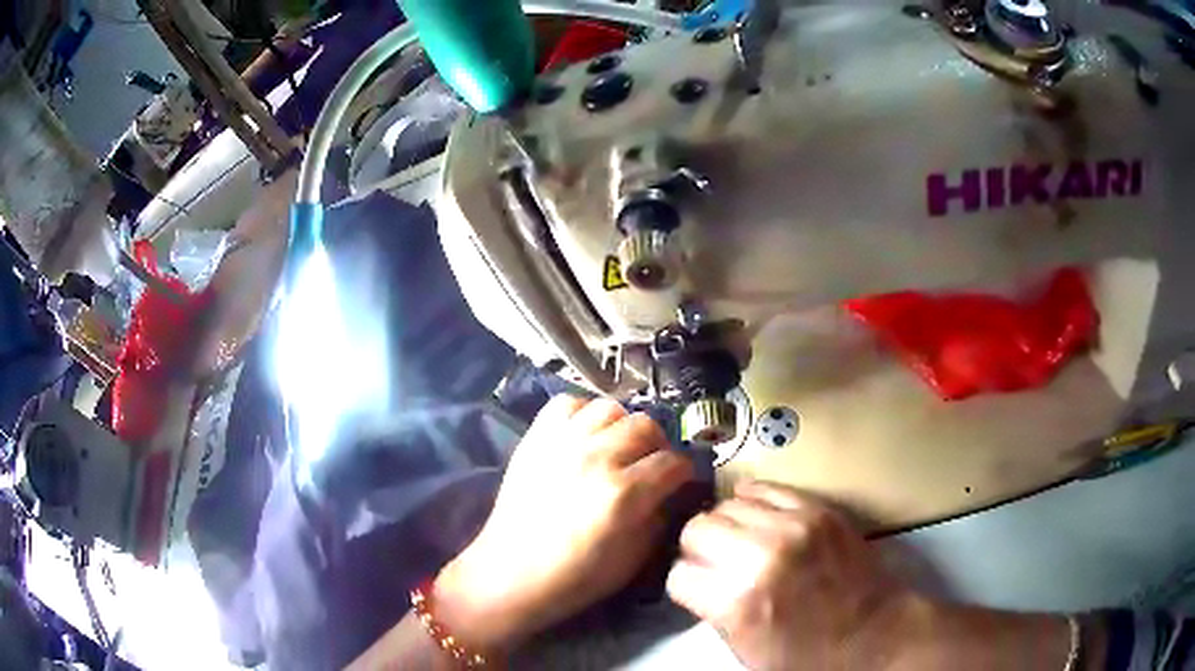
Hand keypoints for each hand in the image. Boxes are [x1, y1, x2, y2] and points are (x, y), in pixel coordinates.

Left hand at [433, 395, 694, 652]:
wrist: (511, 574)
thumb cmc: (575, 577)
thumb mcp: (633, 560)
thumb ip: (658, 520)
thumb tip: (668, 494)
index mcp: (623, 493)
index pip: (673, 463)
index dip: (684, 473)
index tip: (681, 482)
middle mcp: (596, 458)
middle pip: (645, 426)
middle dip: (658, 446)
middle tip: (651, 465)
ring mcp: (562, 443)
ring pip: (610, 408)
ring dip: (622, 427)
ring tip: (617, 448)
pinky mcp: (535, 439)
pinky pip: (567, 404)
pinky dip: (582, 414)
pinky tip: (584, 437)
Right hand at [666, 481, 914, 670]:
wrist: (875, 636)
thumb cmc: (810, 657)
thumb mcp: (746, 651)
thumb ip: (714, 611)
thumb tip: (699, 580)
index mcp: (738, 605)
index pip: (679, 574)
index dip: (685, 583)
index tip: (696, 586)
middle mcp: (761, 559)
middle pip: (696, 529)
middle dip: (698, 548)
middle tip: (714, 562)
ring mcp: (794, 528)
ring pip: (726, 505)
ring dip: (725, 524)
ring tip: (739, 541)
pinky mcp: (818, 510)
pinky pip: (764, 488)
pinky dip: (752, 501)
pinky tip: (756, 517)